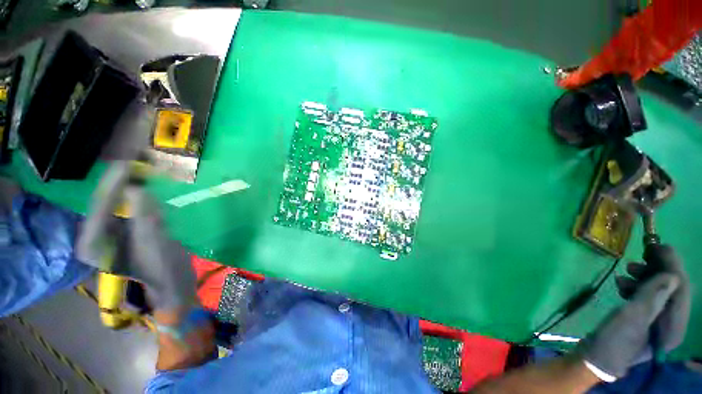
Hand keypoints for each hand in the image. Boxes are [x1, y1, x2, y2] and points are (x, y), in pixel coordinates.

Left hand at [77, 161, 195, 311]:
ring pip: (116, 200)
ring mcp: (109, 231)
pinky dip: (138, 192)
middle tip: (137, 159)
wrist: (172, 283)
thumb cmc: (163, 270)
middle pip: (105, 200)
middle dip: (120, 179)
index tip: (128, 162)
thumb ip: (144, 219)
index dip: (114, 182)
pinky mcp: (124, 229)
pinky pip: (128, 204)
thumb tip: (137, 189)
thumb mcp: (155, 245)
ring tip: (142, 165)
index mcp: (93, 244)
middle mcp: (95, 235)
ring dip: (129, 182)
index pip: (100, 205)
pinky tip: (147, 181)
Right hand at [578, 244, 690, 378]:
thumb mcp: (632, 317)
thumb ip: (652, 296)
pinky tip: (621, 284)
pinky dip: (636, 287)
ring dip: (644, 278)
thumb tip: (671, 275)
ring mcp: (658, 321)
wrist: (597, 357)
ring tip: (626, 270)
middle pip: (671, 289)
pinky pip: (646, 297)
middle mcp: (671, 322)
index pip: (681, 289)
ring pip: (658, 291)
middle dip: (657, 270)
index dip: (673, 266)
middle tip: (641, 255)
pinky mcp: (645, 320)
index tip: (661, 246)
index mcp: (674, 325)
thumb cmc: (616, 339)